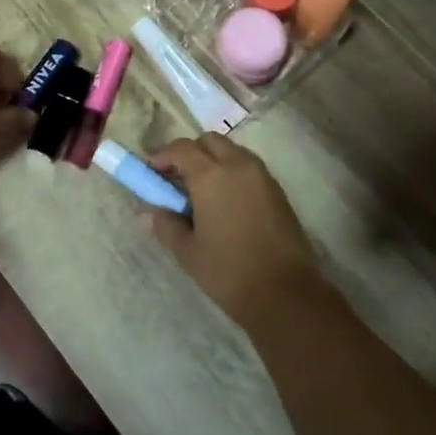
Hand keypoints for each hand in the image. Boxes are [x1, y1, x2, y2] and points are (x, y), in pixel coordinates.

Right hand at [147, 135, 318, 327]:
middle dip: (190, 152)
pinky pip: (249, 167)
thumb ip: (167, 224)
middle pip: (210, 141)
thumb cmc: (228, 271)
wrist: (285, 293)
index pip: (182, 149)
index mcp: (211, 175)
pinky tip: (225, 200)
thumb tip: (156, 211)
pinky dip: (232, 172)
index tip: (150, 170)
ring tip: (200, 189)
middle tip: (176, 177)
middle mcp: (238, 165)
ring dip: (213, 160)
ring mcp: (262, 176)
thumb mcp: (188, 251)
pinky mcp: (278, 190)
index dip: (162, 155)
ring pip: (232, 151)